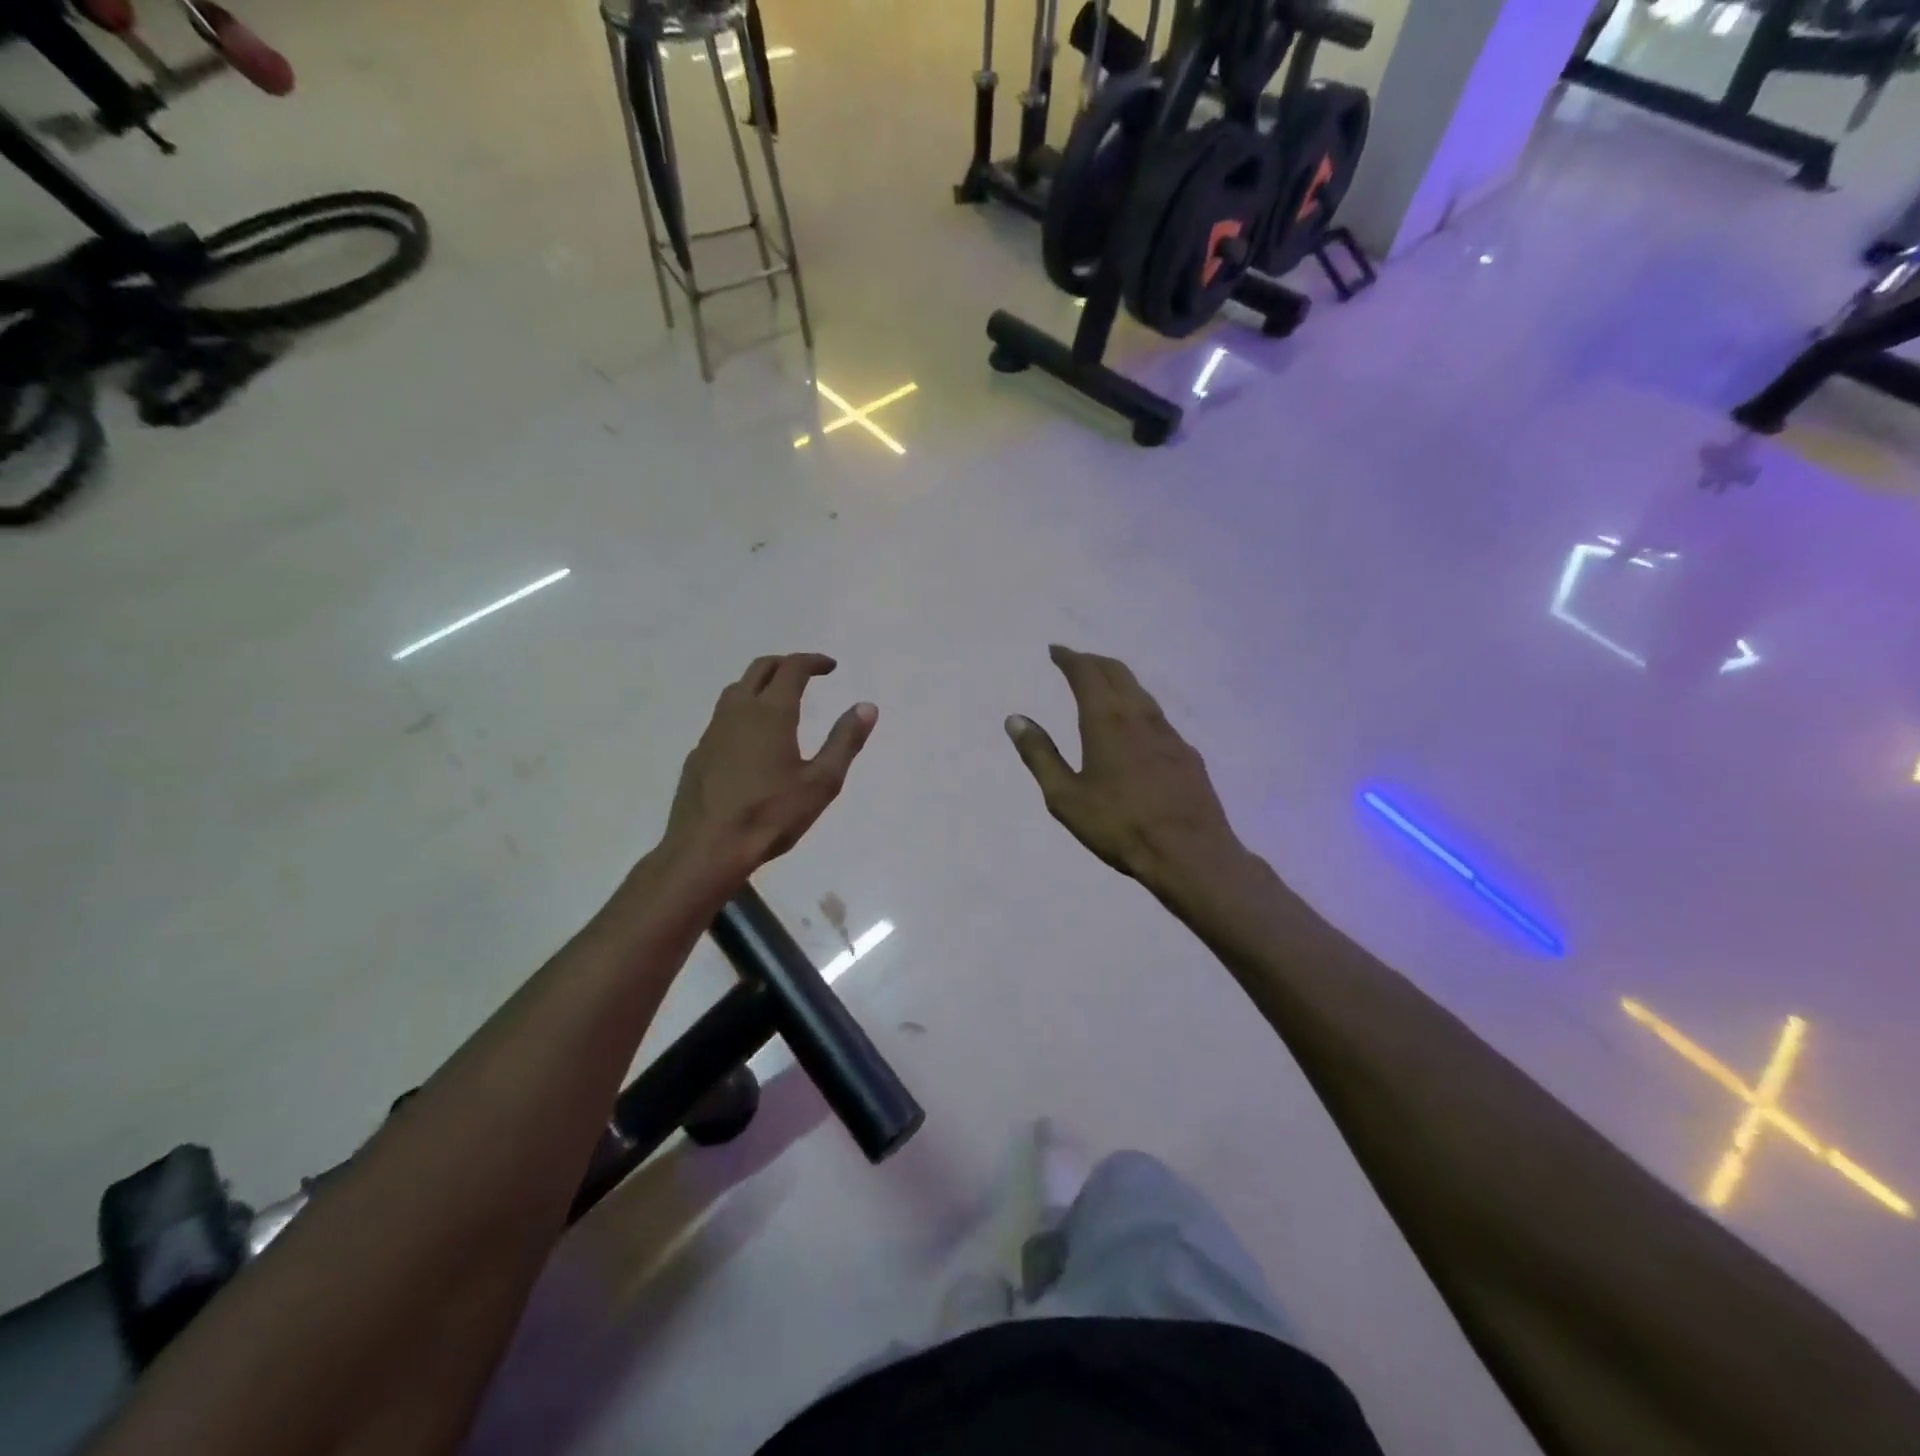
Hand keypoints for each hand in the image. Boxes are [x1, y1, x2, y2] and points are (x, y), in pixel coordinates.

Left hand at [664, 654, 876, 877]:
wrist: (706, 849)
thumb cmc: (771, 815)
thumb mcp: (821, 782)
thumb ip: (845, 741)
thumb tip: (867, 707)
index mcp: (771, 712)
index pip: (792, 668)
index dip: (813, 661)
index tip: (830, 667)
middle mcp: (738, 711)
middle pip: (760, 669)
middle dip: (785, 665)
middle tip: (806, 674)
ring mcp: (712, 731)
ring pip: (736, 690)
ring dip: (760, 685)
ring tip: (778, 701)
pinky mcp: (698, 753)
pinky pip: (722, 718)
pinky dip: (742, 713)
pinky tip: (751, 740)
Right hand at [1005, 645, 1239, 885]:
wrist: (1190, 854)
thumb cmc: (1119, 826)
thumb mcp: (1065, 797)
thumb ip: (1040, 755)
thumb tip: (1015, 720)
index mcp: (1106, 721)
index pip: (1086, 673)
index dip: (1069, 658)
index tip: (1056, 650)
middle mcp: (1140, 716)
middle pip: (1118, 673)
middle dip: (1094, 661)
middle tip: (1076, 661)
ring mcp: (1170, 734)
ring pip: (1141, 692)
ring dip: (1118, 681)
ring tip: (1102, 687)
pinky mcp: (1188, 754)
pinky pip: (1157, 716)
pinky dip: (1137, 707)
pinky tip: (1135, 728)